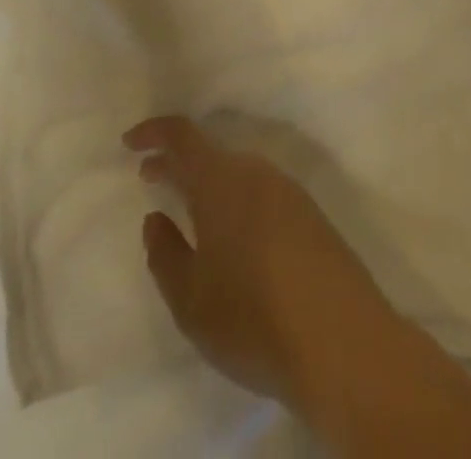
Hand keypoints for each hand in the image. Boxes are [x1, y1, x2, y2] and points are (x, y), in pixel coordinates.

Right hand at [124, 117, 396, 406]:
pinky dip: (235, 199)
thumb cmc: (252, 316)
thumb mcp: (190, 299)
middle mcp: (256, 172)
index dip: (154, 132)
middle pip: (210, 153)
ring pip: (237, 173)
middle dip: (178, 163)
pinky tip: (231, 235)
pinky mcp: (309, 214)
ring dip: (208, 183)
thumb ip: (165, 253)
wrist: (341, 337)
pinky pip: (260, 192)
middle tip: (150, 177)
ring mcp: (288, 190)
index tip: (129, 142)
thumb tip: (156, 217)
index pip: (183, 136)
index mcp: (221, 180)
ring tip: (187, 210)